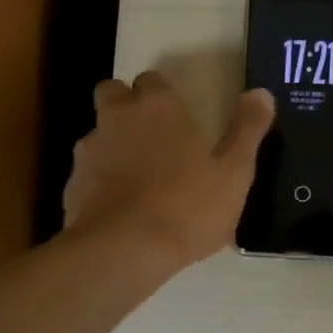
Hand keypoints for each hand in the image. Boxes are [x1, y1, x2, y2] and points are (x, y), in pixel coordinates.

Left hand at [64, 72, 273, 269]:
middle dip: (128, 107)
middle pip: (113, 94)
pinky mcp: (71, 186)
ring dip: (114, 146)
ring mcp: (89, 151)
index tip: (180, 117)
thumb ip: (247, 129)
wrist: (124, 251)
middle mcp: (117, 118)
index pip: (154, 80)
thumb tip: (261, 93)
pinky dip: (101, 183)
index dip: (165, 96)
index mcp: (158, 107)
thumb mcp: (234, 171)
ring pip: (98, 134)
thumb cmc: (188, 206)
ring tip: (138, 180)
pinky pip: (88, 174)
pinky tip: (121, 210)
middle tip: (153, 137)